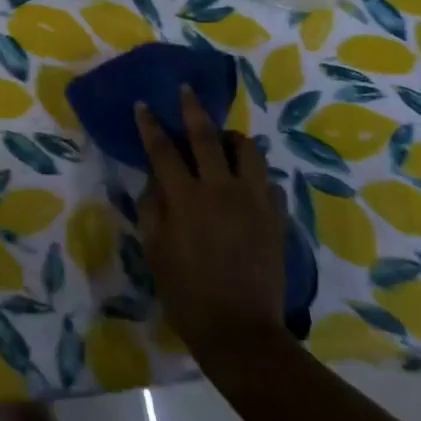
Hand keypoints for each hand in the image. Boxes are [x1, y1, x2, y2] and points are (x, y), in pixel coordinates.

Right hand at [135, 84, 290, 361]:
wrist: (240, 331)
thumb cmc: (186, 292)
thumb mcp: (155, 248)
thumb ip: (152, 206)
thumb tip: (155, 179)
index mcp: (185, 196)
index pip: (162, 148)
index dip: (150, 124)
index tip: (143, 104)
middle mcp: (220, 188)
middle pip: (206, 136)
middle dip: (192, 108)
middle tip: (186, 89)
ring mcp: (254, 201)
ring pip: (248, 151)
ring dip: (232, 139)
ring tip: (224, 142)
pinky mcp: (277, 218)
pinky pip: (271, 184)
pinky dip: (257, 178)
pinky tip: (249, 186)